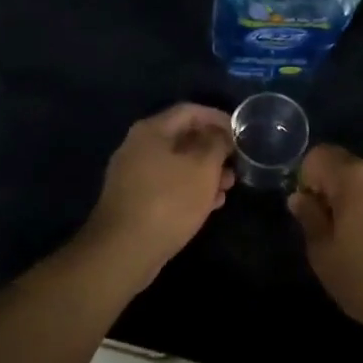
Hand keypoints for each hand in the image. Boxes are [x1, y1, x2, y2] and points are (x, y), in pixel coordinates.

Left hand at [83, 104, 235, 282]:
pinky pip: (167, 186)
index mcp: (151, 130)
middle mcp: (138, 146)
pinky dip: (189, 189)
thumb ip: (216, 145)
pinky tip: (210, 204)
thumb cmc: (168, 201)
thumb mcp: (203, 169)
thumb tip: (221, 135)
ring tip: (228, 187)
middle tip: (235, 163)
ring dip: (204, 172)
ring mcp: (133, 175)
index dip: (217, 118)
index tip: (239, 132)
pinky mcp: (134, 201)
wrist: (123, 251)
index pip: (190, 111)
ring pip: (176, 164)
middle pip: (182, 137)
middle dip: (212, 149)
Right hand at [289, 144, 362, 337]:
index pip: (319, 155)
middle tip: (329, 231)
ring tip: (356, 243)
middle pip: (345, 167)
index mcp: (353, 177)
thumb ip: (309, 218)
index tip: (309, 211)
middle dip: (331, 191)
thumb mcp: (324, 254)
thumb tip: (300, 198)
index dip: (307, 178)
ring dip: (355, 202)